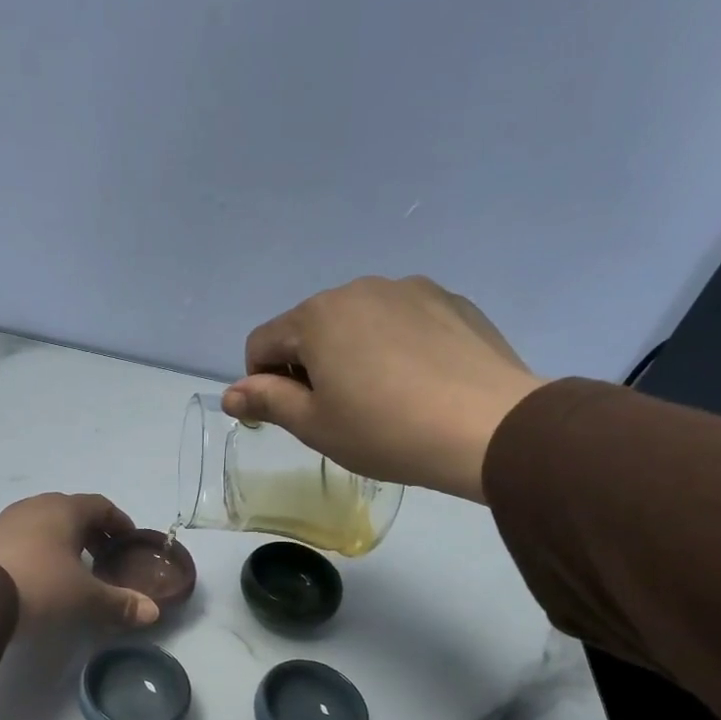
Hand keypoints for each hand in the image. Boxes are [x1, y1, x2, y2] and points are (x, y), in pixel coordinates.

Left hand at [0, 493, 161, 631]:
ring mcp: (7, 520)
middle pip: (72, 512)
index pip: (101, 505)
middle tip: (104, 558)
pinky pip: (24, 537)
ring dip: (64, 540)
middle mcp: (35, 506)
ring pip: (45, 523)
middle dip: (92, 532)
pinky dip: (40, 549)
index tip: (129, 540)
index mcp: (64, 509)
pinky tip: (41, 574)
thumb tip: (153, 612)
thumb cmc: (40, 585)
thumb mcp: (85, 598)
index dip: (119, 522)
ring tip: (73, 568)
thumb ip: (120, 603)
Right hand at [222, 275, 544, 501]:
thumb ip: (267, 402)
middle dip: (309, 365)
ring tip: (382, 397)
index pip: (262, 342)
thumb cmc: (385, 430)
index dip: (262, 381)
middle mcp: (358, 289)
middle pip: (310, 327)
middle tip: (337, 412)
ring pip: (358, 322)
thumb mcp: (314, 425)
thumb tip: (230, 394)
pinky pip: (402, 321)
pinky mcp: (451, 301)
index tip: (287, 415)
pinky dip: (395, 345)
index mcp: (316, 316)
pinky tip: (418, 382)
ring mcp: (410, 289)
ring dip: (352, 352)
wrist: (490, 427)